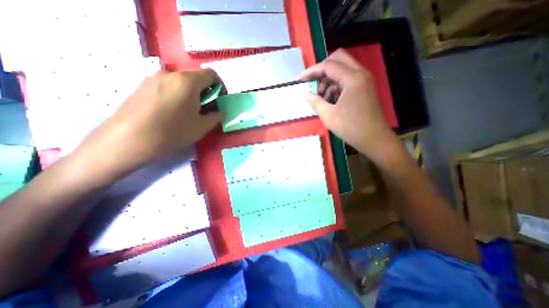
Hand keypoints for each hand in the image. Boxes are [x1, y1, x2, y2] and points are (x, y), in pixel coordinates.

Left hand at [72, 69, 222, 180]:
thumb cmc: (172, 133)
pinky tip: (173, 112)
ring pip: (181, 83)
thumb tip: (220, 112)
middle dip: (206, 92)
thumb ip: (215, 117)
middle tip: (206, 110)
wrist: (127, 141)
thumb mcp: (201, 127)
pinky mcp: (142, 86)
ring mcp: (153, 78)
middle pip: (196, 78)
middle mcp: (170, 74)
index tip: (220, 100)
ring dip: (192, 94)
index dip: (220, 86)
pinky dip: (177, 95)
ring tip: (189, 112)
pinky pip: (167, 86)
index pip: (211, 74)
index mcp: (188, 82)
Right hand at [300, 48, 399, 160]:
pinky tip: (330, 98)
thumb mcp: (328, 115)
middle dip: (322, 69)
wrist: (373, 138)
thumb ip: (315, 102)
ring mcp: (364, 80)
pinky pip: (348, 78)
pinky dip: (336, 84)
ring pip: (343, 68)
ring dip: (329, 78)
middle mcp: (360, 74)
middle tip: (312, 82)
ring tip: (321, 95)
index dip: (311, 71)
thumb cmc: (351, 127)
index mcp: (352, 79)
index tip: (300, 79)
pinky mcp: (365, 87)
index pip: (328, 66)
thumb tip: (306, 94)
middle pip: (338, 59)